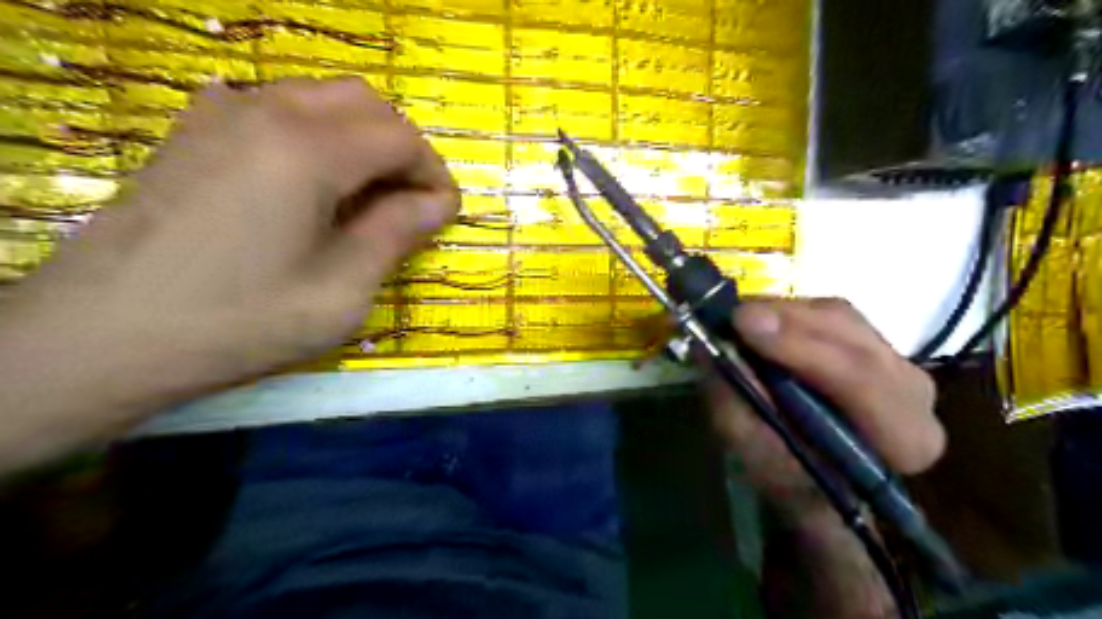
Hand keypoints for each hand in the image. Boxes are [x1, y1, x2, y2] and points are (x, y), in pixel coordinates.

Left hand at [1, 80, 455, 470]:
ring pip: (321, 98)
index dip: (434, 174)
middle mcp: (267, 111)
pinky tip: (309, 183)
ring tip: (363, 198)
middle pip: (365, 103)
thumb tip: (437, 203)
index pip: (401, 137)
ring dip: (361, 140)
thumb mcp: (341, 292)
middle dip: (402, 149)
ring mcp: (223, 113)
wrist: (105, 336)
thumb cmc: (240, 322)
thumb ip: (395, 235)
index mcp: (309, 150)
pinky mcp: (195, 130)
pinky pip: (276, 108)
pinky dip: (315, 135)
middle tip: (408, 204)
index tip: (443, 215)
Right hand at [711, 297, 941, 525]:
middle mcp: (914, 393)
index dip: (799, 347)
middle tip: (734, 316)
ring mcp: (896, 360)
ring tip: (740, 318)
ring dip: (785, 312)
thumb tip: (713, 352)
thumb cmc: (795, 481)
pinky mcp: (872, 341)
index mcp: (905, 438)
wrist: (822, 480)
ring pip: (841, 316)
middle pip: (852, 337)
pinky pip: (830, 313)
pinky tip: (761, 319)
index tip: (743, 326)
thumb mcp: (758, 459)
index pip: (861, 379)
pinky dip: (789, 312)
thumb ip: (740, 410)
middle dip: (788, 321)